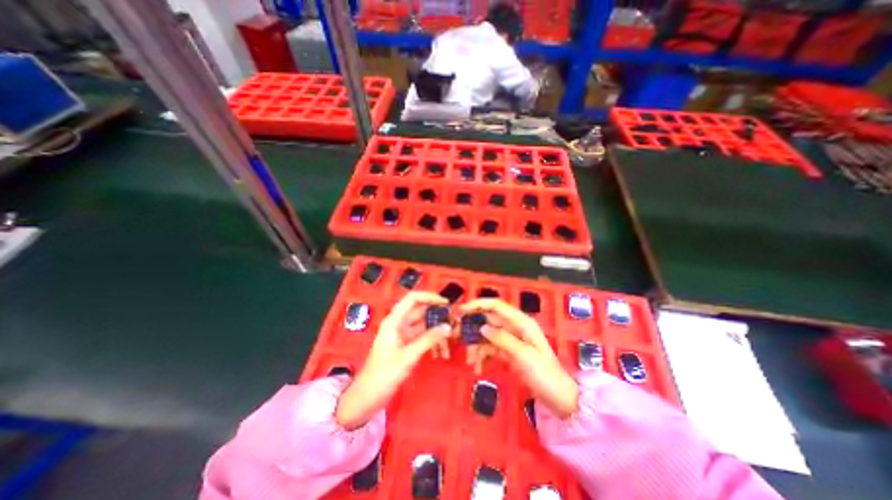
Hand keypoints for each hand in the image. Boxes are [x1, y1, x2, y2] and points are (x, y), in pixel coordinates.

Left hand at [335, 291, 448, 431]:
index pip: (412, 298)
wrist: (367, 397)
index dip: (429, 296)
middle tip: (454, 322)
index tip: (445, 303)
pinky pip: (422, 338)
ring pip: (424, 326)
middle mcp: (399, 324)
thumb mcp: (408, 356)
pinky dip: (432, 342)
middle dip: (437, 316)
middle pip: (420, 312)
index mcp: (394, 320)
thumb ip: (429, 339)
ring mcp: (403, 335)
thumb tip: (448, 326)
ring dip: (436, 332)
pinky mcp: (406, 345)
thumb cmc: (384, 374)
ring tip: (450, 342)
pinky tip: (440, 353)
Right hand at [460, 301, 579, 417]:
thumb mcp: (523, 355)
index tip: (461, 311)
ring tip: (471, 362)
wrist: (558, 398)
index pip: (496, 305)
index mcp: (521, 322)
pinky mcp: (507, 352)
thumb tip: (482, 327)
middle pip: (488, 320)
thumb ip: (502, 339)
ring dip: (476, 346)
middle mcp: (514, 327)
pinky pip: (489, 348)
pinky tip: (477, 367)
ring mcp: (510, 340)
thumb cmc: (544, 374)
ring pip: (486, 335)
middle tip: (457, 337)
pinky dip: (482, 355)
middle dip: (473, 328)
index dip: (478, 304)